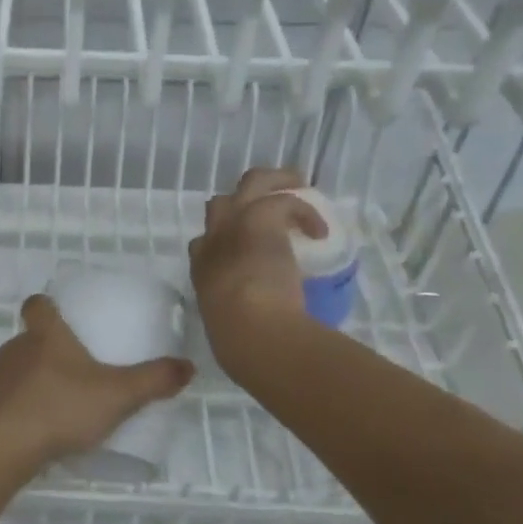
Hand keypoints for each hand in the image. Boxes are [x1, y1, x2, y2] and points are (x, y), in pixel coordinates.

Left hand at [0, 294, 194, 473]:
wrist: (4, 446)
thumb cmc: (62, 408)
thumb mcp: (118, 395)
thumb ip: (154, 380)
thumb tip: (188, 366)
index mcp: (45, 335)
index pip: (37, 304)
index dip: (46, 306)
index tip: (59, 316)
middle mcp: (15, 348)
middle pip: (27, 339)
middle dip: (44, 351)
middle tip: (70, 372)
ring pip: (11, 370)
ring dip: (26, 381)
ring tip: (51, 406)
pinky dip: (10, 410)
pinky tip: (27, 432)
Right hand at [189, 168, 325, 373]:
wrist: (251, 329)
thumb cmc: (240, 341)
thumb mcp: (230, 330)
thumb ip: (239, 322)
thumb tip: (258, 338)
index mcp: (203, 268)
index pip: (204, 242)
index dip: (224, 240)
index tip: (246, 251)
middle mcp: (213, 240)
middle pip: (220, 203)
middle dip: (244, 201)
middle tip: (272, 208)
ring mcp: (235, 224)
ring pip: (252, 182)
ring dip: (276, 182)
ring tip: (299, 187)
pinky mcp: (261, 218)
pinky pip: (285, 200)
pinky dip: (304, 212)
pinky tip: (320, 230)